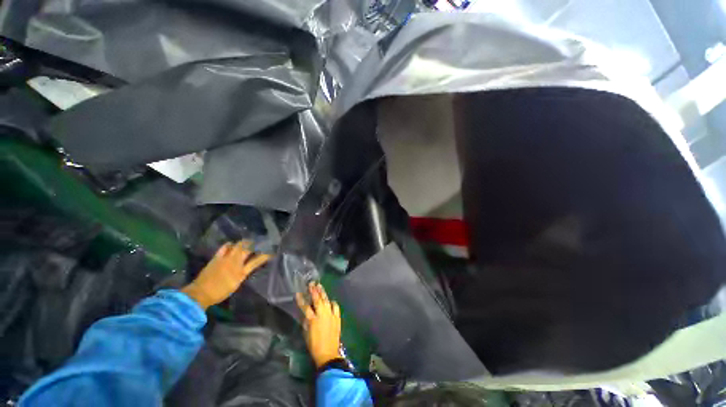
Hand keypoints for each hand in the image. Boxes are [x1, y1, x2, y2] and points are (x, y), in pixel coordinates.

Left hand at [182, 241, 270, 309]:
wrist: (200, 293)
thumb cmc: (219, 293)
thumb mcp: (235, 285)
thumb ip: (242, 274)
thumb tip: (247, 268)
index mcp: (241, 272)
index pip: (257, 261)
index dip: (265, 255)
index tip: (271, 252)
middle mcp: (235, 263)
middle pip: (248, 249)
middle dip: (255, 245)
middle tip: (259, 243)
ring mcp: (225, 259)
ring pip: (238, 245)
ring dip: (244, 243)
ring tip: (247, 242)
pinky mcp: (217, 257)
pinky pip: (225, 247)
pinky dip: (230, 244)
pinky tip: (232, 245)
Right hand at [296, 282, 341, 367]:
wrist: (328, 353)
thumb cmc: (314, 346)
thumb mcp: (306, 334)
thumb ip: (306, 322)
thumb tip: (306, 314)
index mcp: (313, 320)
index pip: (305, 307)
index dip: (301, 300)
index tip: (298, 293)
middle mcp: (322, 315)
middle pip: (317, 300)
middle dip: (314, 291)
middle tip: (312, 283)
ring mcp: (331, 315)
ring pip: (326, 300)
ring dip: (323, 293)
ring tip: (320, 286)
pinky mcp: (337, 317)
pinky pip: (335, 306)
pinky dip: (332, 302)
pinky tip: (330, 300)